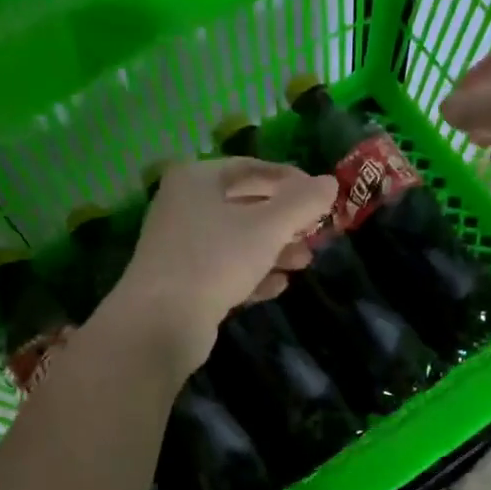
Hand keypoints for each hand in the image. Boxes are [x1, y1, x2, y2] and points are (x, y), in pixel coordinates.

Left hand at [101, 158, 336, 374]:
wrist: (160, 322)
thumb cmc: (216, 259)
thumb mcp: (268, 227)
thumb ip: (303, 202)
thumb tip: (330, 182)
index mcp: (197, 179)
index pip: (252, 167)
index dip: (292, 180)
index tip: (322, 198)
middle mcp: (184, 205)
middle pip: (246, 205)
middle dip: (285, 221)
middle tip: (316, 234)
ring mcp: (181, 245)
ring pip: (238, 240)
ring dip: (274, 250)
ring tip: (304, 263)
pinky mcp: (183, 281)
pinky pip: (225, 269)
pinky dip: (252, 274)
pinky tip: (278, 286)